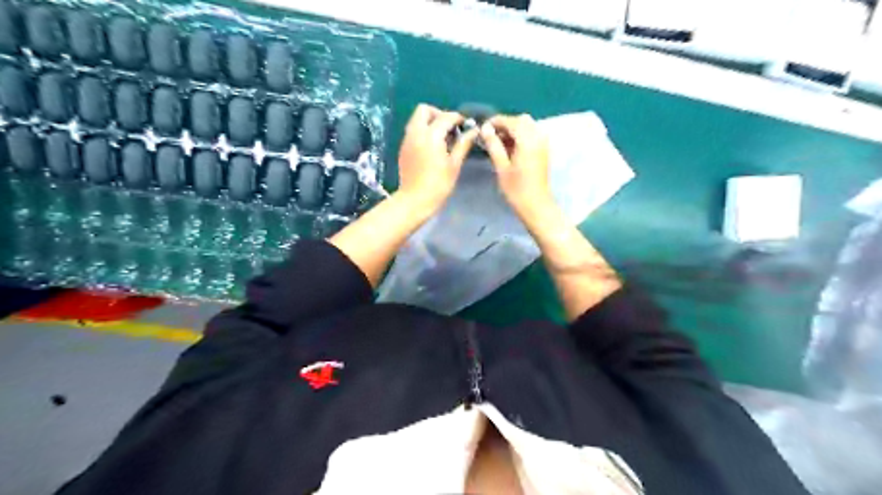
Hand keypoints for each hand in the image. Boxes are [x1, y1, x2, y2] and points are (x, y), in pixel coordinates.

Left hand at [399, 105, 479, 216]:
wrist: (415, 200)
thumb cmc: (438, 184)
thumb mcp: (454, 165)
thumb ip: (463, 144)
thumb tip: (473, 131)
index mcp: (431, 135)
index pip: (445, 117)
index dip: (457, 118)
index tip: (465, 125)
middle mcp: (416, 133)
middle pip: (424, 110)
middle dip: (438, 114)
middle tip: (450, 128)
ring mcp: (407, 140)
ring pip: (416, 120)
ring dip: (429, 123)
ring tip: (442, 138)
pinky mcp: (403, 149)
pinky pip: (413, 131)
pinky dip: (423, 132)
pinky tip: (432, 148)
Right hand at [481, 115, 549, 217]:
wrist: (535, 205)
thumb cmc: (516, 189)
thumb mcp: (501, 167)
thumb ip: (493, 145)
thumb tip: (485, 129)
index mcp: (528, 140)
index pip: (510, 121)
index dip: (495, 122)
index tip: (482, 128)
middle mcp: (538, 137)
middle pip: (521, 120)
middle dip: (505, 124)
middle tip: (490, 136)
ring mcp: (543, 143)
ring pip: (527, 126)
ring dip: (513, 130)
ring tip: (497, 143)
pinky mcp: (543, 150)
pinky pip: (531, 134)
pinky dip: (520, 136)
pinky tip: (508, 148)